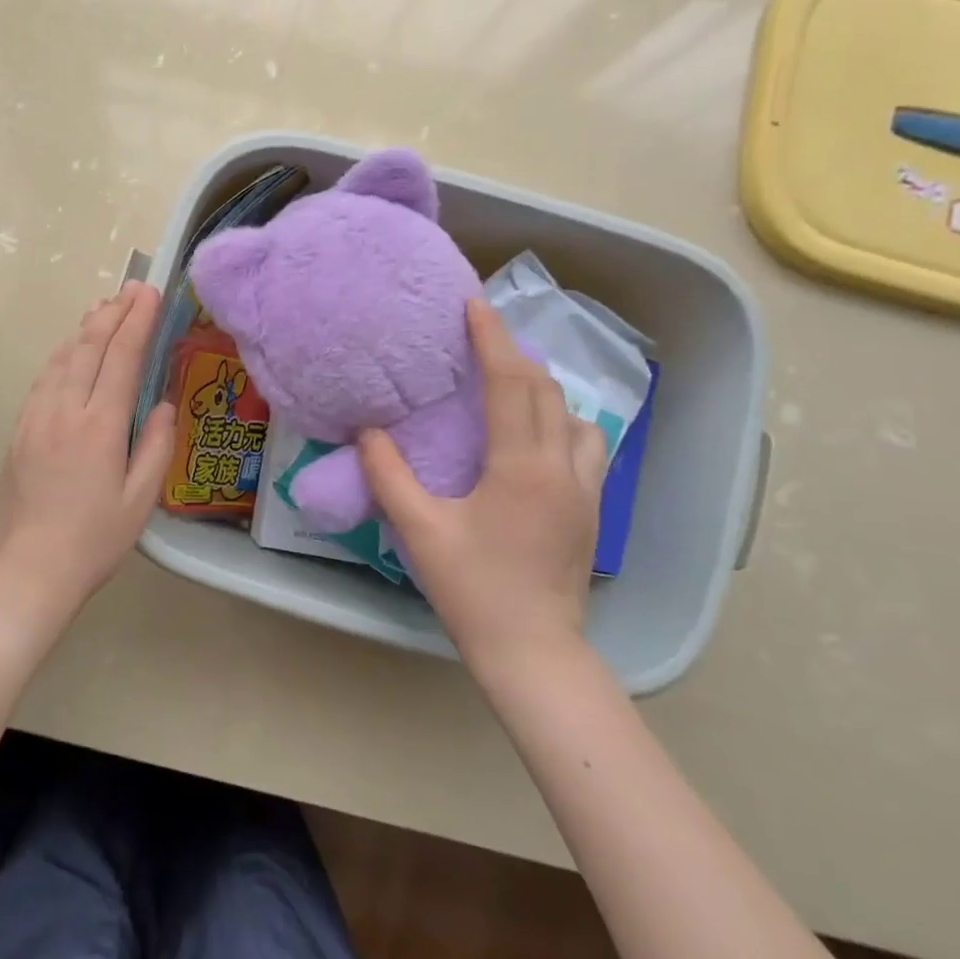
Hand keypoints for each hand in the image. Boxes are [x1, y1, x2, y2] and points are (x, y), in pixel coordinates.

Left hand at [0, 282, 175, 630]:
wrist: (30, 568)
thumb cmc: (94, 540)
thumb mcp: (141, 500)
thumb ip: (156, 446)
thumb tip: (162, 405)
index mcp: (100, 426)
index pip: (122, 358)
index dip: (138, 321)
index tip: (150, 293)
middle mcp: (65, 410)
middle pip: (89, 347)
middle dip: (112, 313)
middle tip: (131, 288)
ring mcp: (36, 417)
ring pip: (62, 357)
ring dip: (85, 328)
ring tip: (103, 307)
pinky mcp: (20, 429)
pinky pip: (43, 378)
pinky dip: (62, 354)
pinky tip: (70, 348)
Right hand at [358, 298, 605, 680]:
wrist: (534, 651)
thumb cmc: (472, 589)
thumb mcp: (419, 530)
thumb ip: (389, 475)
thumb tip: (368, 431)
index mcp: (520, 467)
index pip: (509, 384)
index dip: (492, 340)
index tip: (474, 307)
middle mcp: (561, 467)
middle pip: (545, 391)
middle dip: (515, 354)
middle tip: (483, 334)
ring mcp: (585, 489)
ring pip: (574, 416)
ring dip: (542, 388)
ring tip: (509, 381)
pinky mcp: (592, 510)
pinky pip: (585, 444)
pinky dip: (561, 420)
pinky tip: (537, 433)